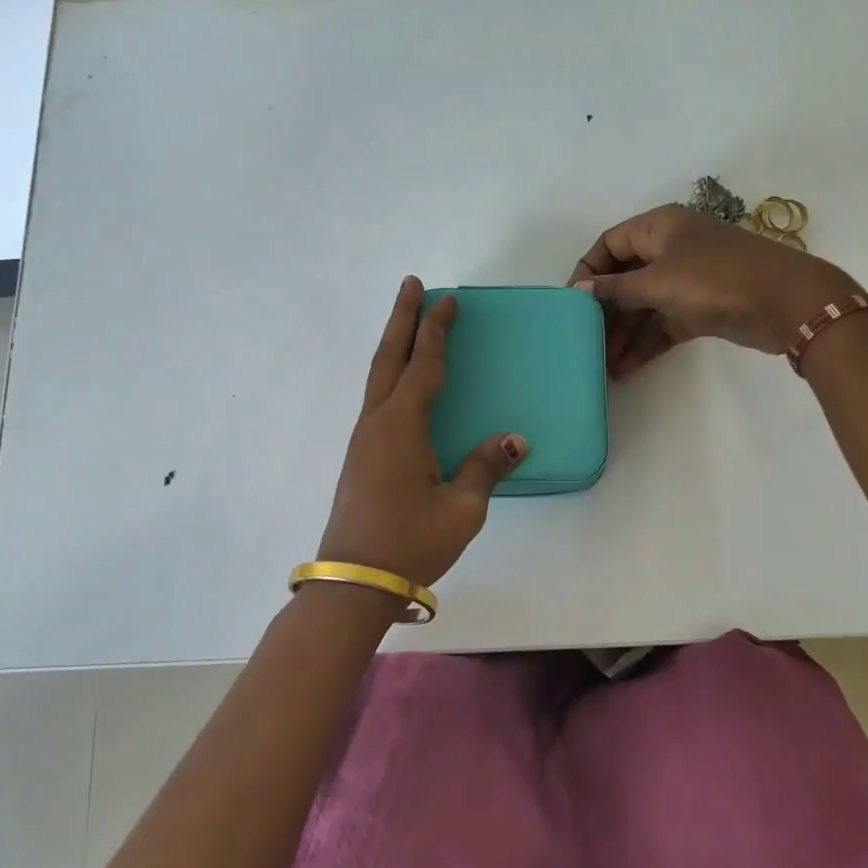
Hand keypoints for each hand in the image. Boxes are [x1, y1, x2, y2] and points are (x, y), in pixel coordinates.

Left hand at [317, 278, 526, 589]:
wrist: (354, 583)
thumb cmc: (411, 542)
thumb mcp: (462, 508)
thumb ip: (485, 467)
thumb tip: (513, 440)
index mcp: (402, 426)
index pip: (425, 365)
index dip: (438, 330)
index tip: (448, 298)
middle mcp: (377, 423)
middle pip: (389, 357)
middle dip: (402, 318)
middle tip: (412, 284)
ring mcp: (363, 440)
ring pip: (378, 378)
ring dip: (394, 345)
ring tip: (408, 324)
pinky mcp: (360, 458)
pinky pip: (377, 400)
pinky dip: (391, 376)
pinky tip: (402, 385)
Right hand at [569, 205, 863, 378]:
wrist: (785, 302)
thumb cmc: (715, 278)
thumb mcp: (658, 280)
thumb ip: (616, 288)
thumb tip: (580, 290)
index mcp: (659, 227)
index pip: (609, 244)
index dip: (588, 271)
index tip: (571, 303)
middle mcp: (670, 249)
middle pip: (624, 278)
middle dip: (604, 310)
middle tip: (584, 340)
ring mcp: (686, 281)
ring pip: (643, 306)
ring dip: (623, 334)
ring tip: (601, 364)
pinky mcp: (699, 309)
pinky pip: (662, 325)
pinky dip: (645, 344)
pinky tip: (625, 369)